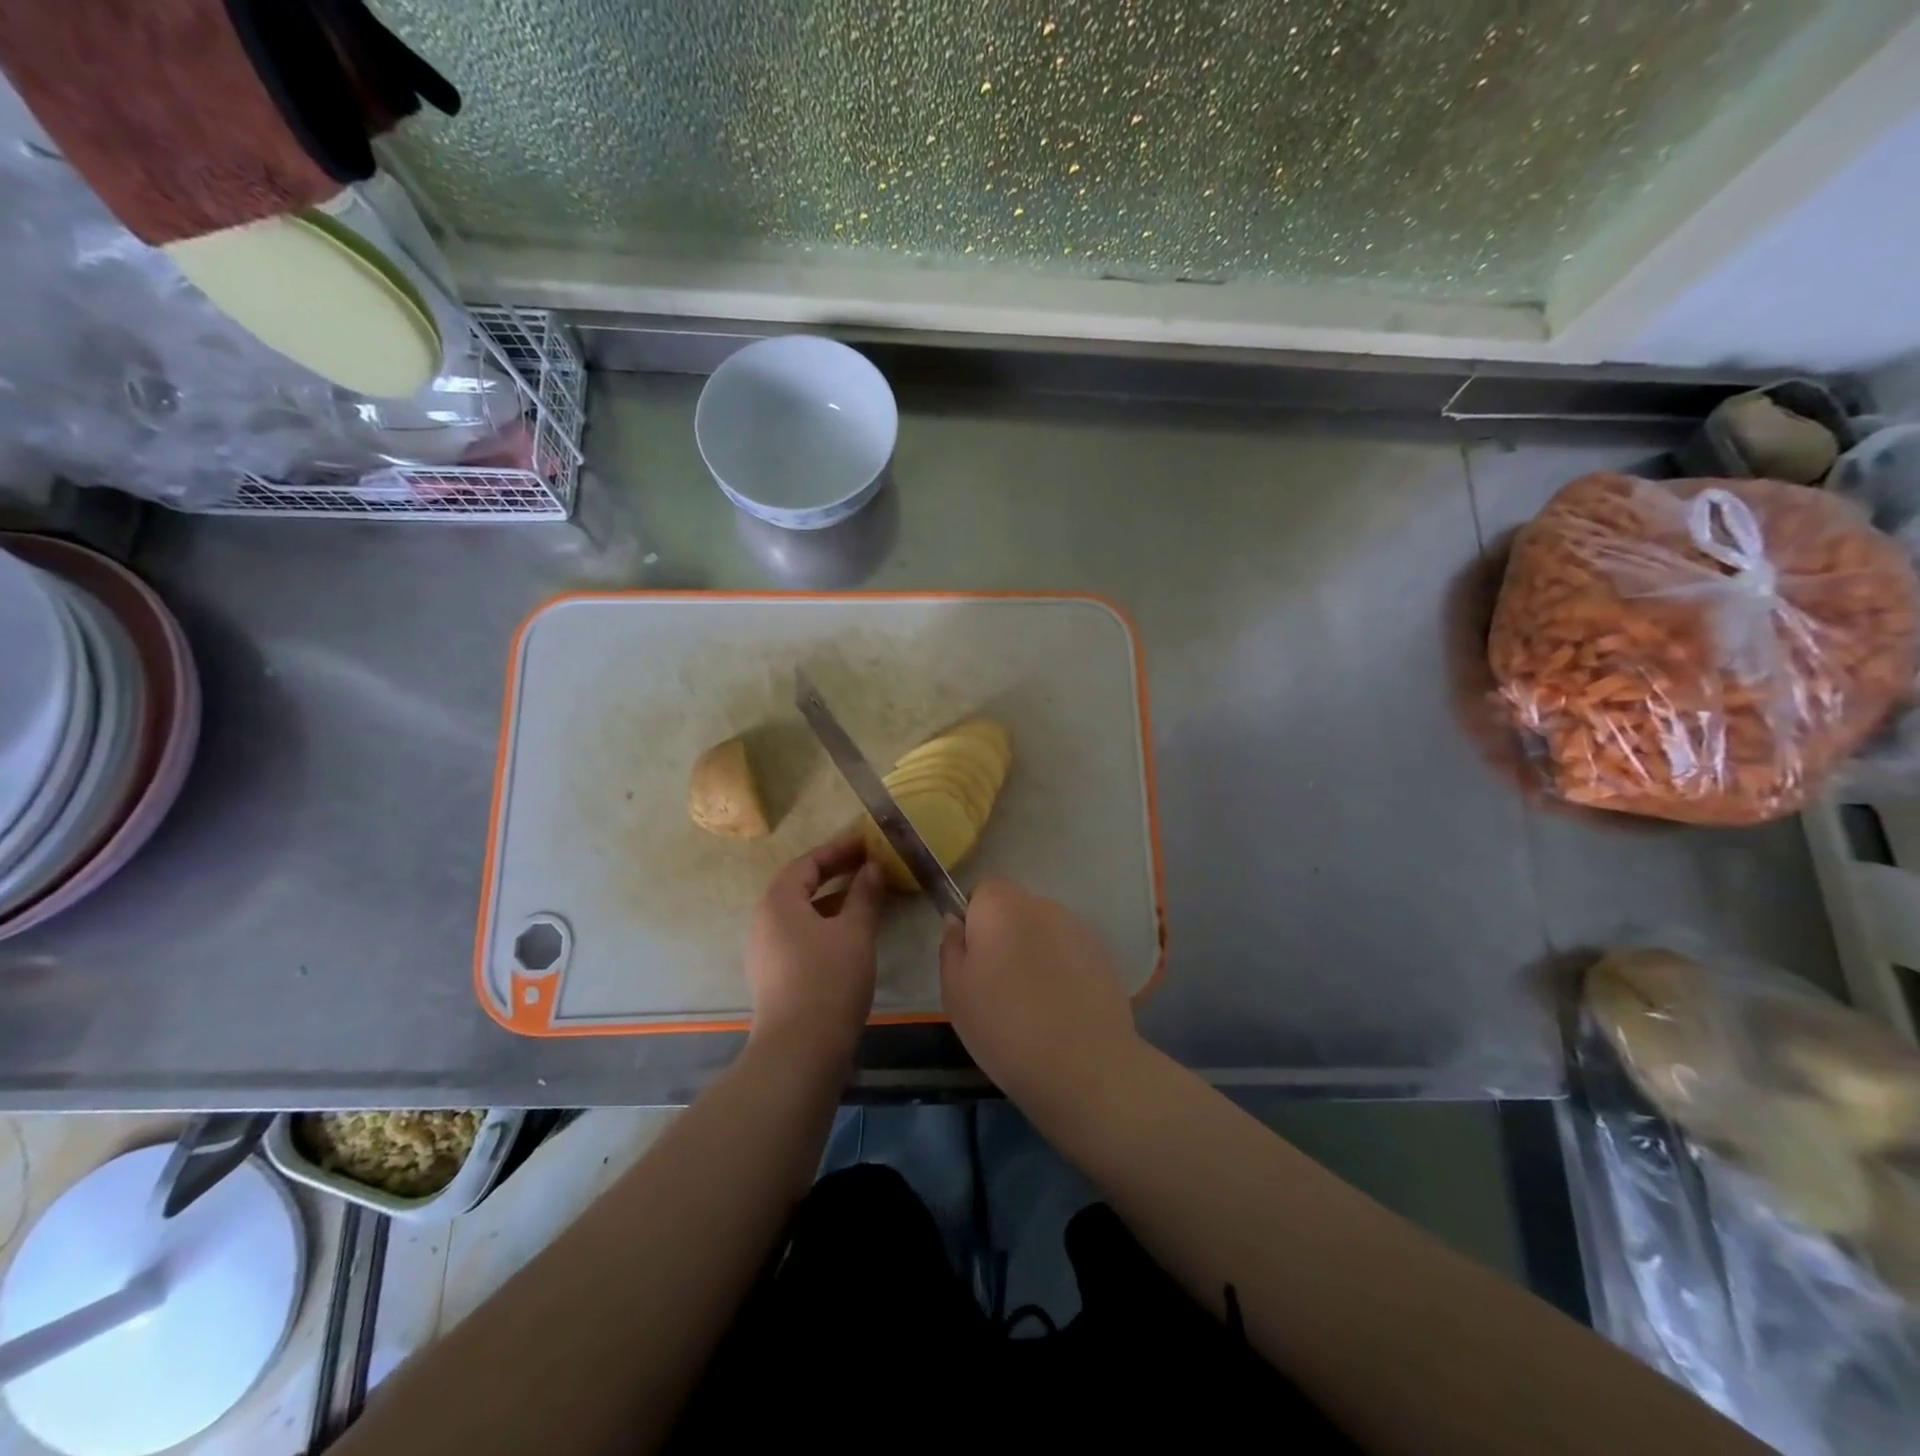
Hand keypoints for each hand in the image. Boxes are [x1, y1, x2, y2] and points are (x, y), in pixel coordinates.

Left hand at [746, 830, 885, 1057]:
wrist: (799, 1050)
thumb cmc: (828, 979)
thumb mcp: (855, 932)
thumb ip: (865, 895)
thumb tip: (872, 868)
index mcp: (778, 902)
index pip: (807, 863)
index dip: (838, 849)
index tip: (865, 840)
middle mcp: (764, 921)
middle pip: (799, 886)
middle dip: (834, 872)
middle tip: (867, 863)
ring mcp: (765, 951)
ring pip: (801, 912)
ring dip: (831, 899)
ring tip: (864, 894)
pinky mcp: (773, 975)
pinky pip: (800, 934)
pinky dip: (824, 923)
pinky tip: (850, 932)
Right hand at [939, 878, 1138, 1107]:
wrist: (1083, 1065)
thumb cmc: (1004, 1025)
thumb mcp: (955, 992)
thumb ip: (951, 947)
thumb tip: (957, 922)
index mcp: (1001, 906)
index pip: (983, 890)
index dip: (975, 919)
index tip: (974, 958)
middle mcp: (1041, 905)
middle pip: (1015, 910)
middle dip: (1006, 936)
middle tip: (998, 984)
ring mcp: (1077, 928)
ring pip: (1044, 932)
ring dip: (1035, 952)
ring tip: (1033, 1002)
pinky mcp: (1102, 955)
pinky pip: (1069, 953)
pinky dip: (1062, 970)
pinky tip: (1061, 1009)